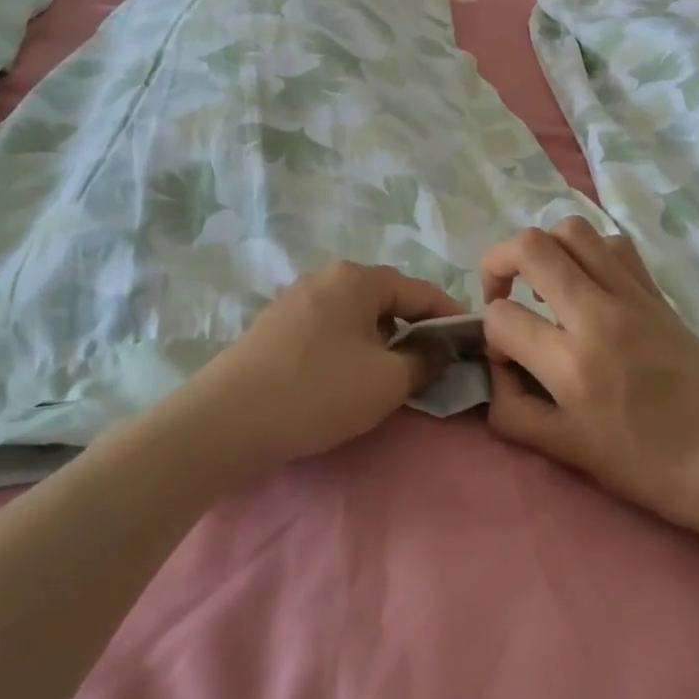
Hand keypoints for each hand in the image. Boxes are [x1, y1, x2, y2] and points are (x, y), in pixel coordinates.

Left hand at [182, 261, 466, 470]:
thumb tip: (439, 350)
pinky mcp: (274, 327)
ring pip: (356, 316)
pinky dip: (350, 349)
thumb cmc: (320, 391)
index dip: (451, 318)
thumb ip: (426, 360)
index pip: (422, 291)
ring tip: (390, 376)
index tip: (470, 345)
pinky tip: (346, 379)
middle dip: (414, 330)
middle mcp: (326, 277)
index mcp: (359, 278)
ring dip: (381, 341)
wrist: (227, 421)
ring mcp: (295, 300)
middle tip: (431, 365)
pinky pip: (329, 330)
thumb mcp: (389, 380)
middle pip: (387, 300)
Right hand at [480, 219, 698, 535]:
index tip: (505, 358)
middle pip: (531, 247)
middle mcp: (598, 314)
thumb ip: (514, 411)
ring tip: (543, 285)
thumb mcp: (568, 452)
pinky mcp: (659, 294)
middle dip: (497, 263)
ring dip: (544, 249)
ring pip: (574, 230)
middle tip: (501, 295)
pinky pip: (616, 246)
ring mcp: (633, 297)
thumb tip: (494, 371)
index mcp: (571, 363)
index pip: (502, 317)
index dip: (488, 334)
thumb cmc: (648, 467)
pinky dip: (589, 252)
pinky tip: (588, 286)